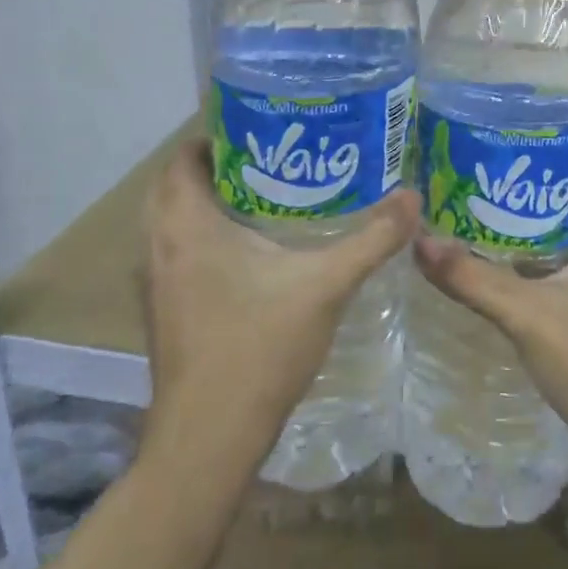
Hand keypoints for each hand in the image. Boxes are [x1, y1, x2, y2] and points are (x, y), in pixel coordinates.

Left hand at [141, 139, 417, 447]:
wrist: (210, 438)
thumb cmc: (259, 348)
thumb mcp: (326, 286)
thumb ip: (372, 239)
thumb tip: (412, 197)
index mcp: (187, 226)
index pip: (184, 157)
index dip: (218, 136)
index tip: (265, 130)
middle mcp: (159, 246)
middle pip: (174, 186)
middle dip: (217, 168)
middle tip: (272, 160)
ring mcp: (155, 282)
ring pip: (172, 222)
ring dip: (207, 204)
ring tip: (266, 197)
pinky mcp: (163, 311)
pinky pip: (177, 253)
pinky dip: (203, 238)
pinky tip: (251, 253)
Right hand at [411, 170, 567, 474]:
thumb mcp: (528, 315)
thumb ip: (473, 278)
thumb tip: (419, 242)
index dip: (558, 158)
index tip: (515, 147)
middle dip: (540, 199)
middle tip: (489, 185)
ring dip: (545, 239)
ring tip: (491, 222)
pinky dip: (554, 272)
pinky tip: (516, 276)